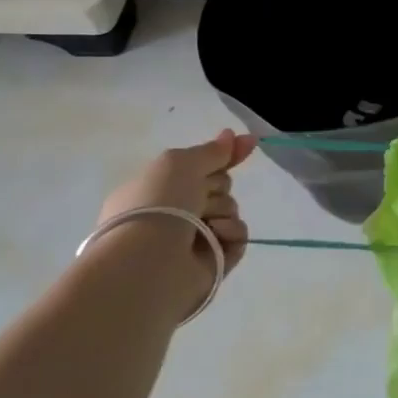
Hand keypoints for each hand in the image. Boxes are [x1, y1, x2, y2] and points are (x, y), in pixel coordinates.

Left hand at [91, 130, 257, 318]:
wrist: (149, 263)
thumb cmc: (156, 205)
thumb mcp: (180, 163)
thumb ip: (212, 151)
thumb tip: (234, 135)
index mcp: (157, 189)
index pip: (199, 166)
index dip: (224, 156)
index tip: (249, 144)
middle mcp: (173, 213)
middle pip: (218, 186)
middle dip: (217, 186)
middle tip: (200, 197)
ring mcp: (193, 239)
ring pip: (230, 209)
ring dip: (222, 209)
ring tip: (204, 223)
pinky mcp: (213, 262)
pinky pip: (238, 236)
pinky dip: (230, 232)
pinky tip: (216, 236)